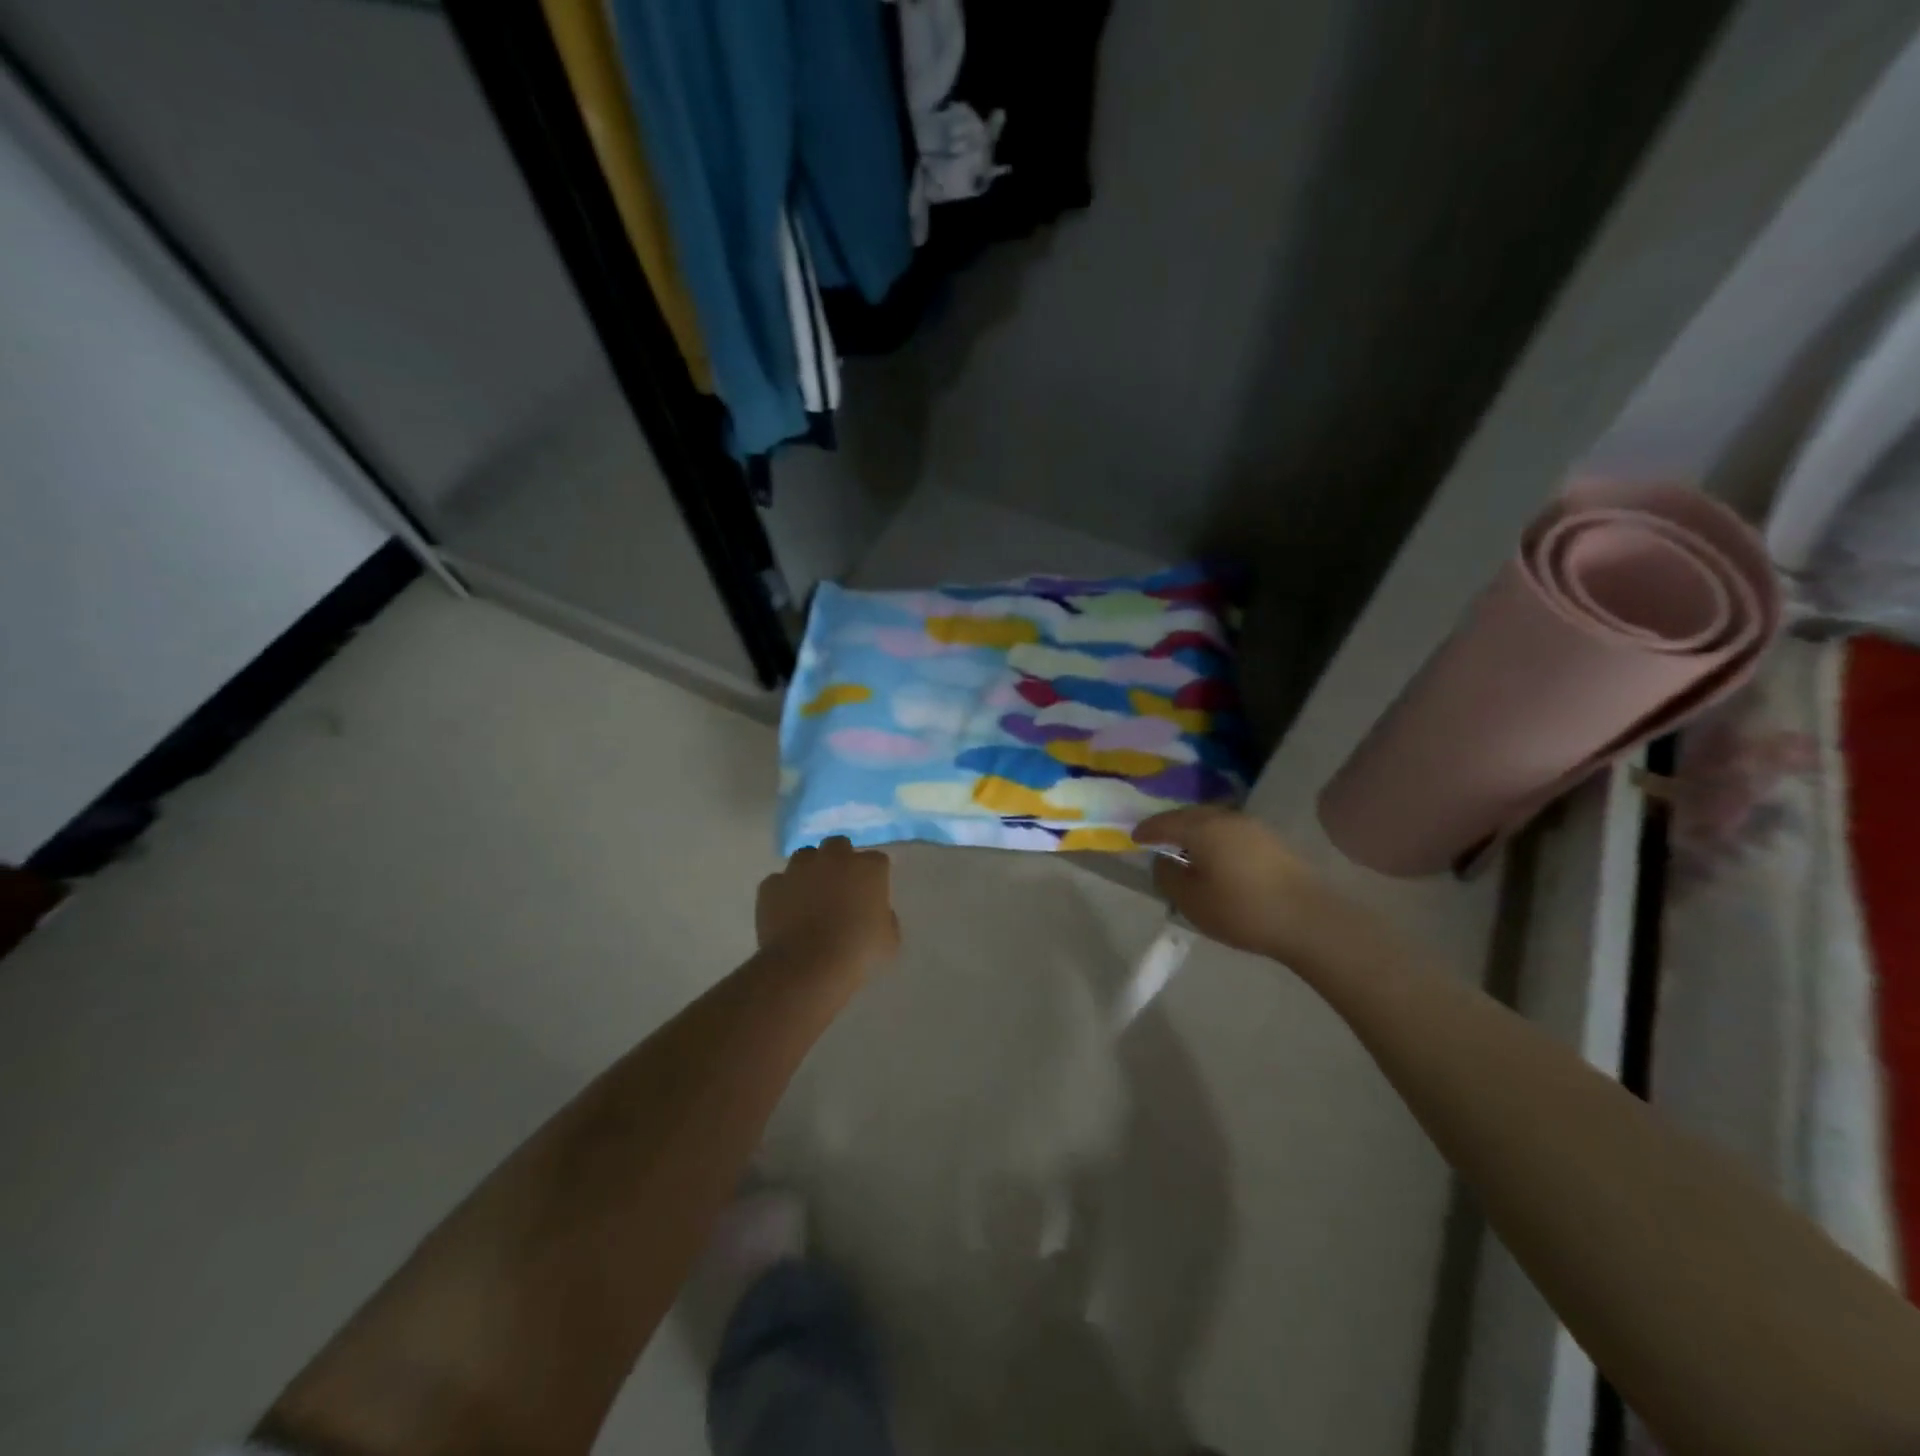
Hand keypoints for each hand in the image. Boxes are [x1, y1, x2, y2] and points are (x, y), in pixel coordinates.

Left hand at [756, 837, 900, 977]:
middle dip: (840, 860)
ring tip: (809, 896)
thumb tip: (875, 913)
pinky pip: (779, 882)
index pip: (876, 860)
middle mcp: (834, 858)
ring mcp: (799, 868)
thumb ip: (885, 918)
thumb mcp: (889, 940)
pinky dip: (783, 892)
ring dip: (809, 870)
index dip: (873, 877)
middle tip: (840, 886)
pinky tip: (786, 912)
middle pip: (838, 845)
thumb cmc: (856, 952)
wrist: (807, 966)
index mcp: (868, 868)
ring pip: (805, 857)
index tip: (871, 894)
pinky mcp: (771, 884)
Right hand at [1133, 807, 1361, 967]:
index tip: (1134, 837)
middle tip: (1159, 840)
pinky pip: (1233, 833)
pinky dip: (1218, 841)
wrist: (1309, 920)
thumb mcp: (1192, 901)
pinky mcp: (1274, 842)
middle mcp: (1227, 818)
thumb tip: (1163, 862)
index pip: (1165, 822)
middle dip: (1172, 826)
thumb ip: (1168, 878)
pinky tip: (1218, 858)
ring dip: (1197, 832)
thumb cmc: (1241, 910)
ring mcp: (1254, 828)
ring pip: (1215, 822)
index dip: (1147, 830)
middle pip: (1191, 815)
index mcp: (1202, 828)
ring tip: (1188, 851)